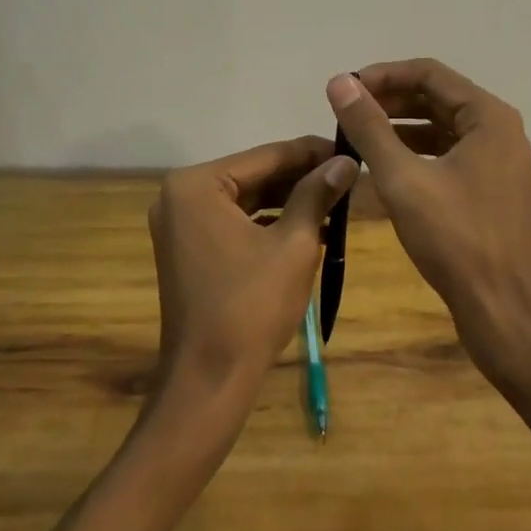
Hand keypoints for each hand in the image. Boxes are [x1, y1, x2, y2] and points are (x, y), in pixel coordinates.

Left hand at [148, 138, 356, 407]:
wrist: (209, 381)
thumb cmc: (251, 307)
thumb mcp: (294, 244)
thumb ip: (317, 194)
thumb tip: (346, 162)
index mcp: (197, 185)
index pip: (267, 156)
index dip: (313, 152)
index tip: (350, 150)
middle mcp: (180, 195)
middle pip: (255, 175)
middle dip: (302, 178)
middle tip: (348, 176)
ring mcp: (181, 223)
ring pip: (247, 198)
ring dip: (289, 200)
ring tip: (337, 199)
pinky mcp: (188, 248)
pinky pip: (235, 221)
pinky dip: (269, 222)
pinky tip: (310, 225)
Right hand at [326, 60, 530, 384]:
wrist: (503, 313)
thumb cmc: (454, 240)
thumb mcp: (402, 179)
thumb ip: (369, 127)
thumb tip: (338, 82)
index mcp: (489, 116)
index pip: (429, 72)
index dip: (383, 75)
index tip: (345, 89)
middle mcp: (500, 129)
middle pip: (438, 96)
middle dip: (391, 99)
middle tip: (347, 112)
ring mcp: (500, 160)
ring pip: (443, 126)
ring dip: (401, 125)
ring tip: (358, 135)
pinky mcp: (493, 187)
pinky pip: (450, 153)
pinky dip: (417, 152)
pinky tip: (385, 166)